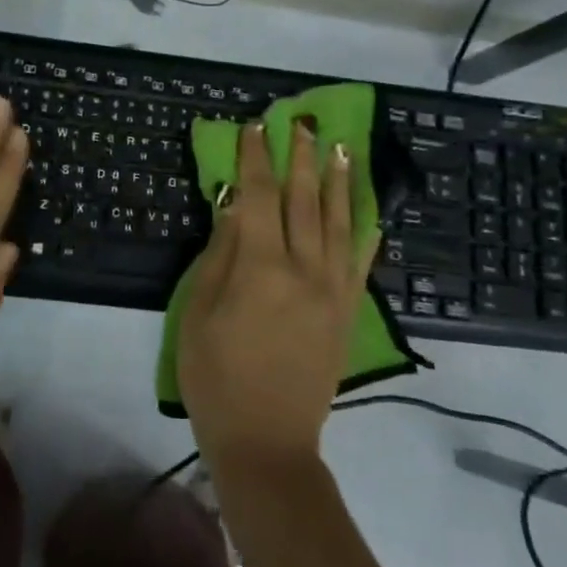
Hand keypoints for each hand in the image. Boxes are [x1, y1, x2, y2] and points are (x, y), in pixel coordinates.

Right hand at [178, 120, 372, 473]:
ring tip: (341, 149)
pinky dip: (365, 230)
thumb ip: (220, 255)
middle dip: (302, 158)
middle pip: (305, 201)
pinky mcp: (348, 313)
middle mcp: (305, 270)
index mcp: (261, 268)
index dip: (256, 159)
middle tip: (302, 123)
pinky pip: (361, 261)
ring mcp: (333, 291)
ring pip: (340, 223)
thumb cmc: (216, 378)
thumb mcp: (199, 313)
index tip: (256, 127)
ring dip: (339, 182)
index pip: (260, 197)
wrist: (268, 443)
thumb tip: (235, 207)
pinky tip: (368, 210)